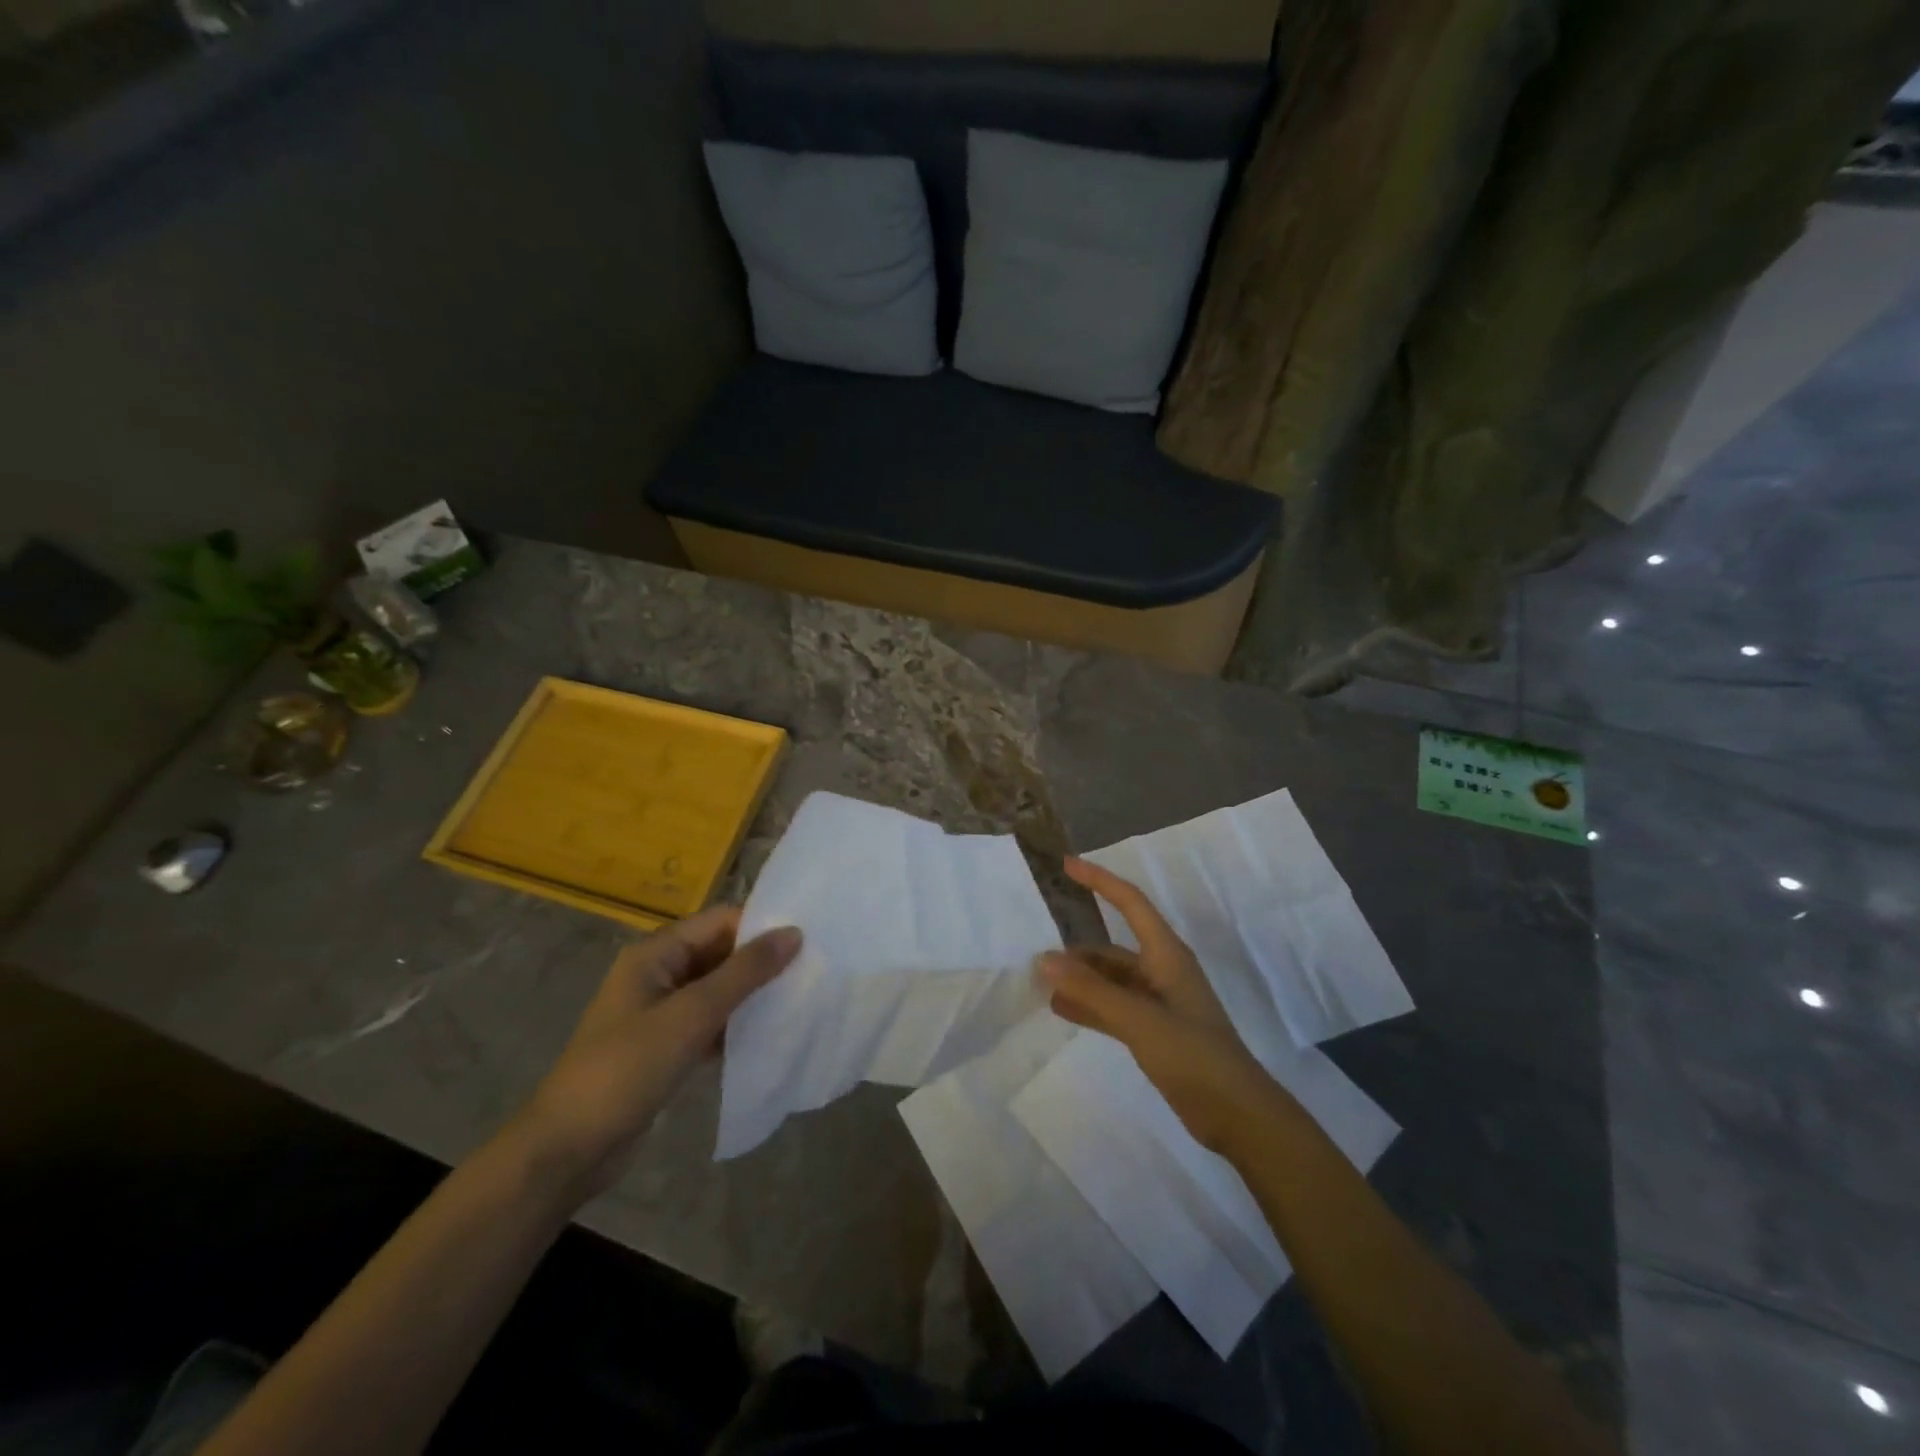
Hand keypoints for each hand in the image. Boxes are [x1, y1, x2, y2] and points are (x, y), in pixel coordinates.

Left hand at [513, 908, 800, 1199]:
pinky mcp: (666, 1047)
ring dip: (752, 994)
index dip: (761, 926)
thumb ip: (744, 972)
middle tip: (813, 969)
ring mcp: (660, 1012)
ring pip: (717, 989)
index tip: (808, 940)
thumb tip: (794, 933)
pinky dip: (736, 1025)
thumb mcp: (691, 1015)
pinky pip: (710, 1022)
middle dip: (761, 961)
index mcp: (656, 953)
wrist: (568, 1149)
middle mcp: (658, 974)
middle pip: (719, 953)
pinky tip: (769, 1034)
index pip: (719, 921)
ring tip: (800, 998)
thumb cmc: (627, 1069)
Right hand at [1039, 858, 1276, 1153]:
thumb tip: (1044, 959)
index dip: (1100, 881)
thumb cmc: (1193, 1055)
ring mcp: (1157, 1003)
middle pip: (1112, 947)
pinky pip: (1113, 1007)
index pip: (1130, 903)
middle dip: (1077, 950)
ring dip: (1080, 980)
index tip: (1067, 865)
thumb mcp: (1139, 1019)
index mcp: (1166, 954)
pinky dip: (1089, 1005)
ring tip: (1041, 983)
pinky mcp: (1154, 1031)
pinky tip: (1060, 1010)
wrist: (1236, 1115)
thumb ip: (1091, 990)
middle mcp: (1161, 971)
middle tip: (1036, 955)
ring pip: (1110, 980)